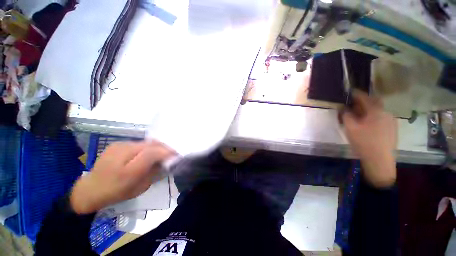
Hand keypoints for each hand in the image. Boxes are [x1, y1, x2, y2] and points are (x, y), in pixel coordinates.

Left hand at [70, 141, 174, 213]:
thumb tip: (167, 161)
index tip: (177, 154)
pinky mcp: (117, 144)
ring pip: (146, 143)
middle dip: (164, 148)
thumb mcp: (141, 187)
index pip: (153, 153)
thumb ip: (155, 172)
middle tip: (171, 153)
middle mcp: (123, 152)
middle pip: (151, 145)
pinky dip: (147, 147)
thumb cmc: (117, 193)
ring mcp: (119, 145)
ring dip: (156, 147)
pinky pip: (138, 144)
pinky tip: (146, 153)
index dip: (167, 152)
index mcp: (128, 169)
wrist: (90, 189)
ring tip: (160, 153)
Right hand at [342, 91, 397, 187]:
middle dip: (362, 102)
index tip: (349, 91)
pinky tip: (367, 124)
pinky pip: (381, 117)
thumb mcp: (350, 128)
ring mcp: (391, 121)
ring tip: (358, 116)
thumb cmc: (364, 142)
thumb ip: (346, 115)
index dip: (356, 93)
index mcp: (376, 111)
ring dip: (367, 110)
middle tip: (351, 105)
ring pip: (377, 111)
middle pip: (373, 103)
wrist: (380, 160)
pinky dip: (372, 116)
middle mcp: (386, 113)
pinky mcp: (392, 128)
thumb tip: (344, 108)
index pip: (365, 97)